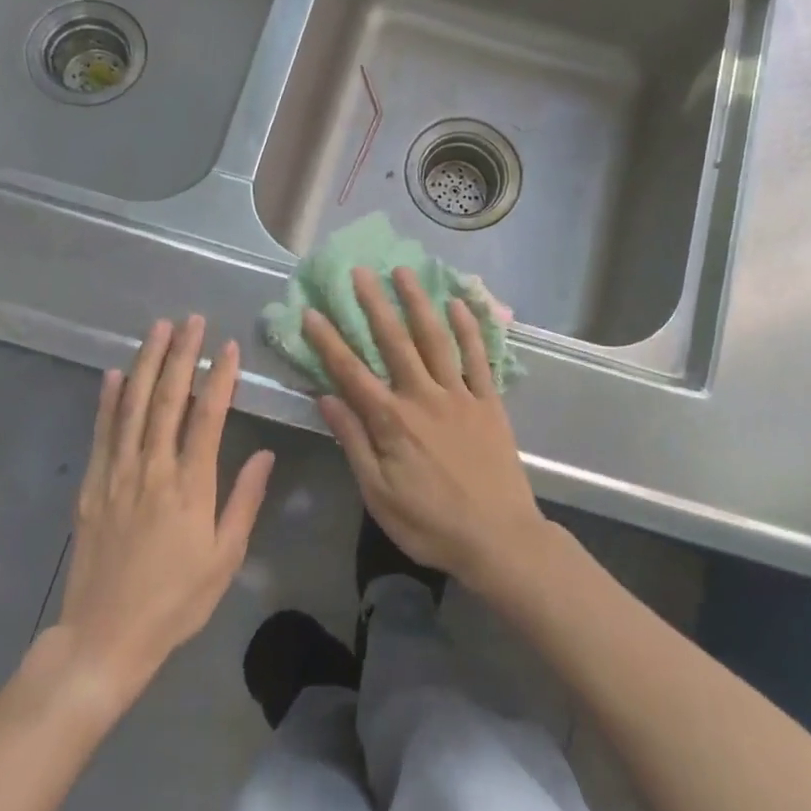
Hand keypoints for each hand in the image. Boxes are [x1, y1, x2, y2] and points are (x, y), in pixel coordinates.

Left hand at [44, 316, 272, 714]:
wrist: (105, 637)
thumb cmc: (176, 600)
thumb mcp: (225, 557)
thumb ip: (244, 500)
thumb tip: (264, 453)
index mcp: (190, 486)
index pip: (208, 417)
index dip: (219, 378)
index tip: (228, 347)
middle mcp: (152, 470)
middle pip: (167, 399)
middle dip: (180, 355)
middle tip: (190, 319)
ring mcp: (116, 474)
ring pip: (132, 406)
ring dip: (145, 363)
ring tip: (156, 329)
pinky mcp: (91, 486)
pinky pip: (101, 433)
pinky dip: (107, 400)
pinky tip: (113, 374)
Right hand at [304, 268, 545, 593]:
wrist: (498, 538)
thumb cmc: (431, 524)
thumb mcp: (378, 493)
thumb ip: (353, 442)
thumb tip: (326, 398)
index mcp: (392, 421)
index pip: (351, 373)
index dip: (329, 341)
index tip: (312, 311)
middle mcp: (424, 397)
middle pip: (394, 342)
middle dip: (374, 304)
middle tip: (360, 271)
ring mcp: (460, 395)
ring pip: (436, 339)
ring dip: (418, 303)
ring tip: (404, 272)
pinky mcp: (489, 401)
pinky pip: (478, 357)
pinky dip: (468, 328)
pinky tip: (458, 304)